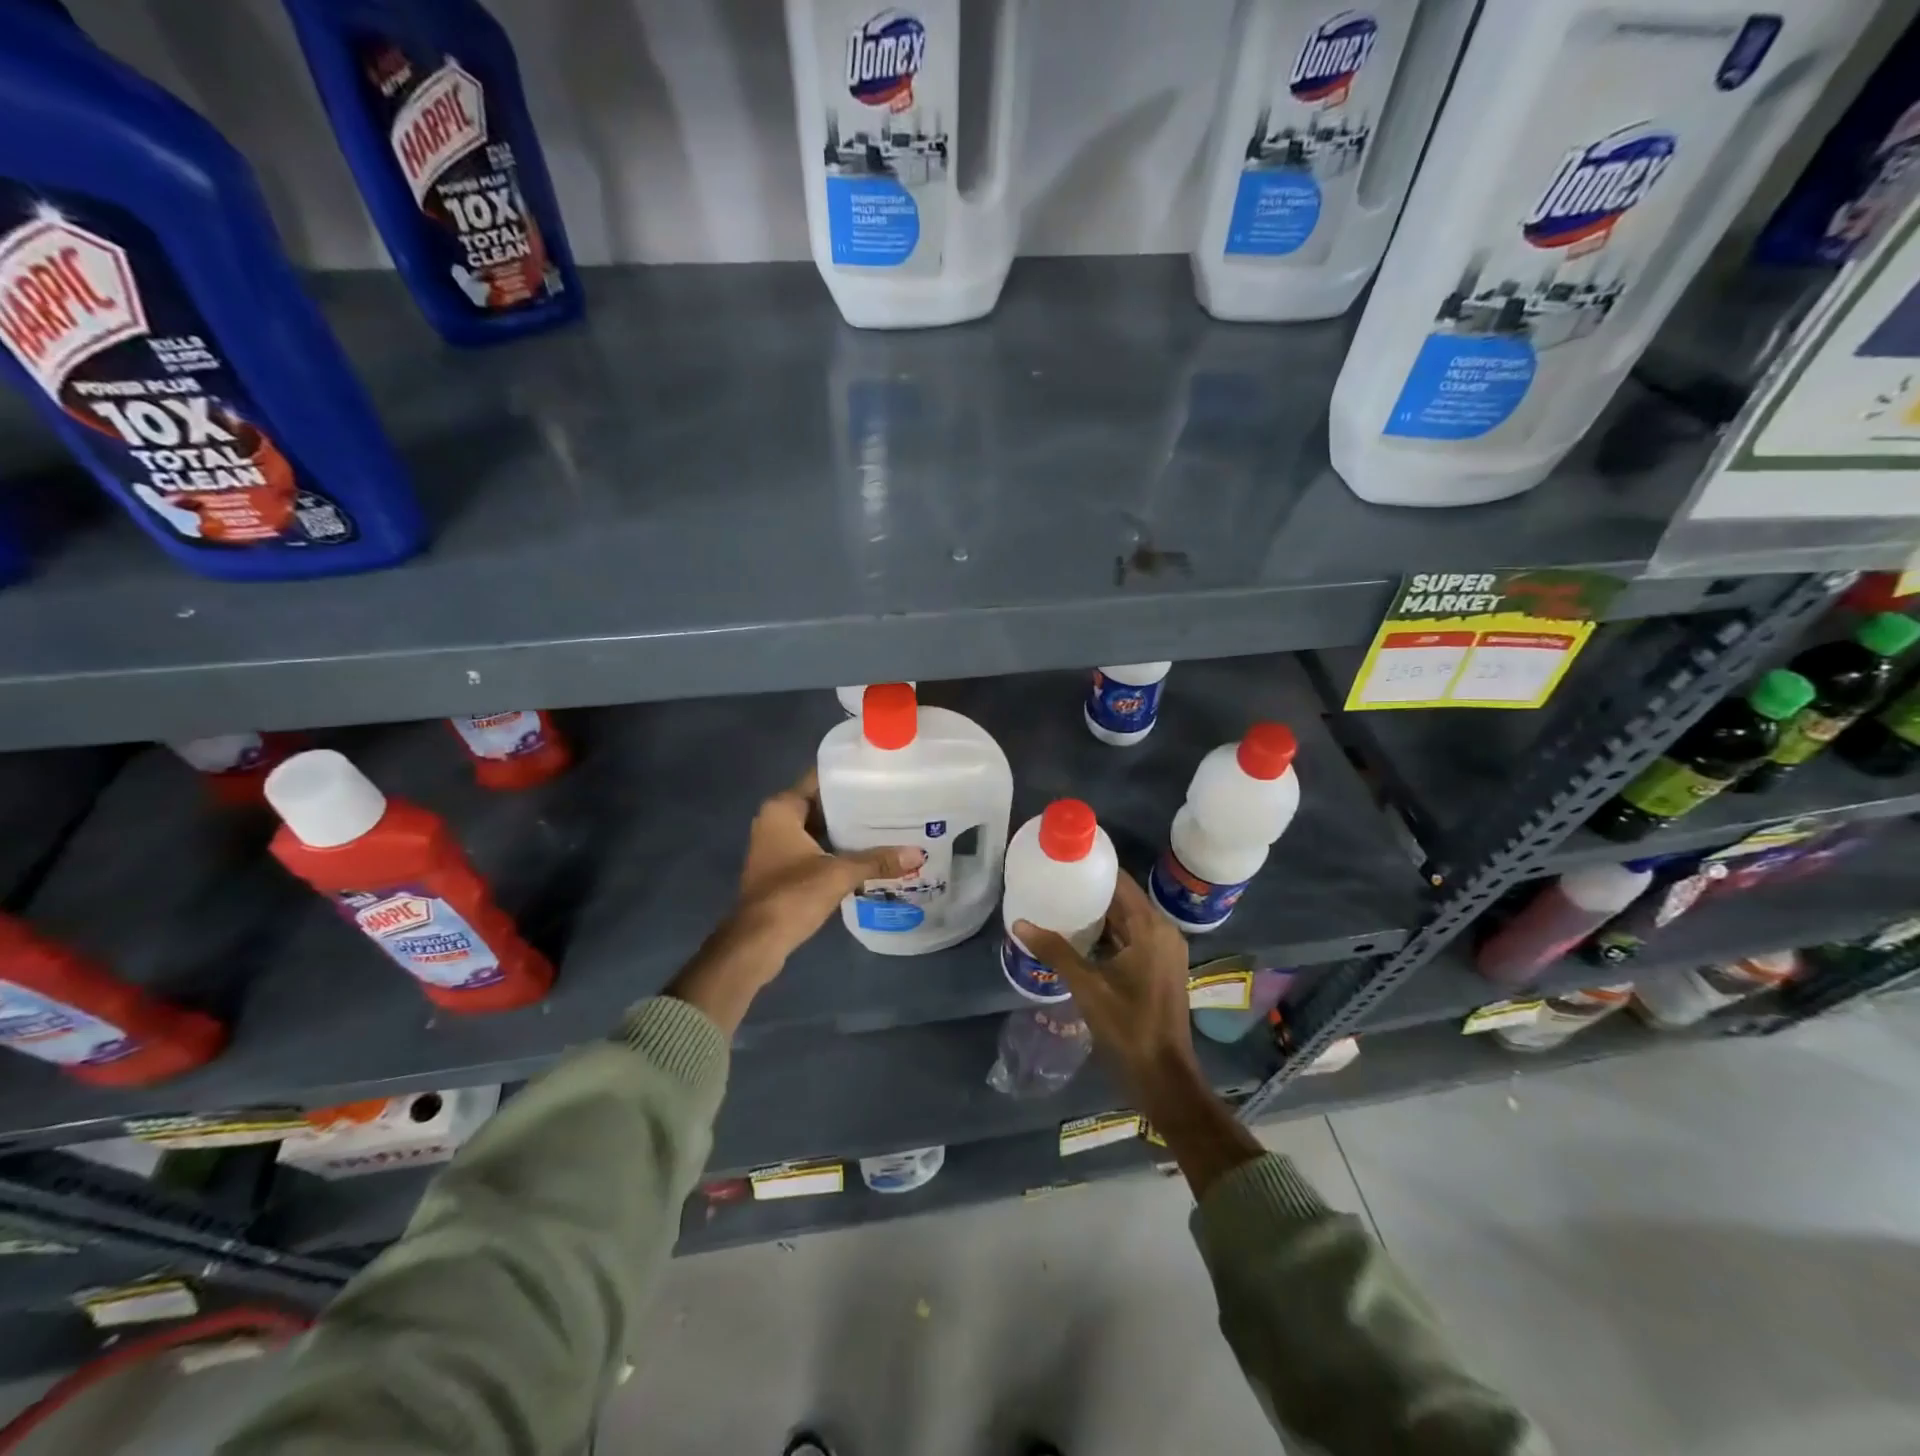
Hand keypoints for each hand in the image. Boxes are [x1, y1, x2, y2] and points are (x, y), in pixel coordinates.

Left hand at [667, 770, 923, 1034]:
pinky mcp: (780, 870)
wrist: (757, 942)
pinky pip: (813, 849)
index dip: (848, 777)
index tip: (879, 775)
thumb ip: (877, 861)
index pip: (819, 779)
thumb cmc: (792, 895)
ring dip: (844, 831)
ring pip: (817, 829)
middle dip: (852, 806)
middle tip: (890, 802)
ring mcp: (774, 847)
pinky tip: (865, 855)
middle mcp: (774, 821)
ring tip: (885, 826)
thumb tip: (918, 854)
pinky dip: (834, 851)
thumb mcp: (840, 874)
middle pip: (820, 804)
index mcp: (782, 809)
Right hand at [1015, 872, 1195, 1088]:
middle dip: (1092, 893)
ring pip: (1128, 921)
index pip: (1121, 882)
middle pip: (1124, 900)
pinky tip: (1080, 938)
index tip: (1065, 862)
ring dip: (1099, 916)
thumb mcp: (1087, 986)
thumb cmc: (1128, 1026)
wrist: (1163, 1074)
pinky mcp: (1160, 968)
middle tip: (1055, 884)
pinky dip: (1109, 935)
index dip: (1094, 869)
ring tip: (1061, 906)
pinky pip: (1133, 938)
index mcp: (1151, 928)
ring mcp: (1164, 951)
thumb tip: (1020, 923)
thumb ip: (1055, 951)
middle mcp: (1163, 932)